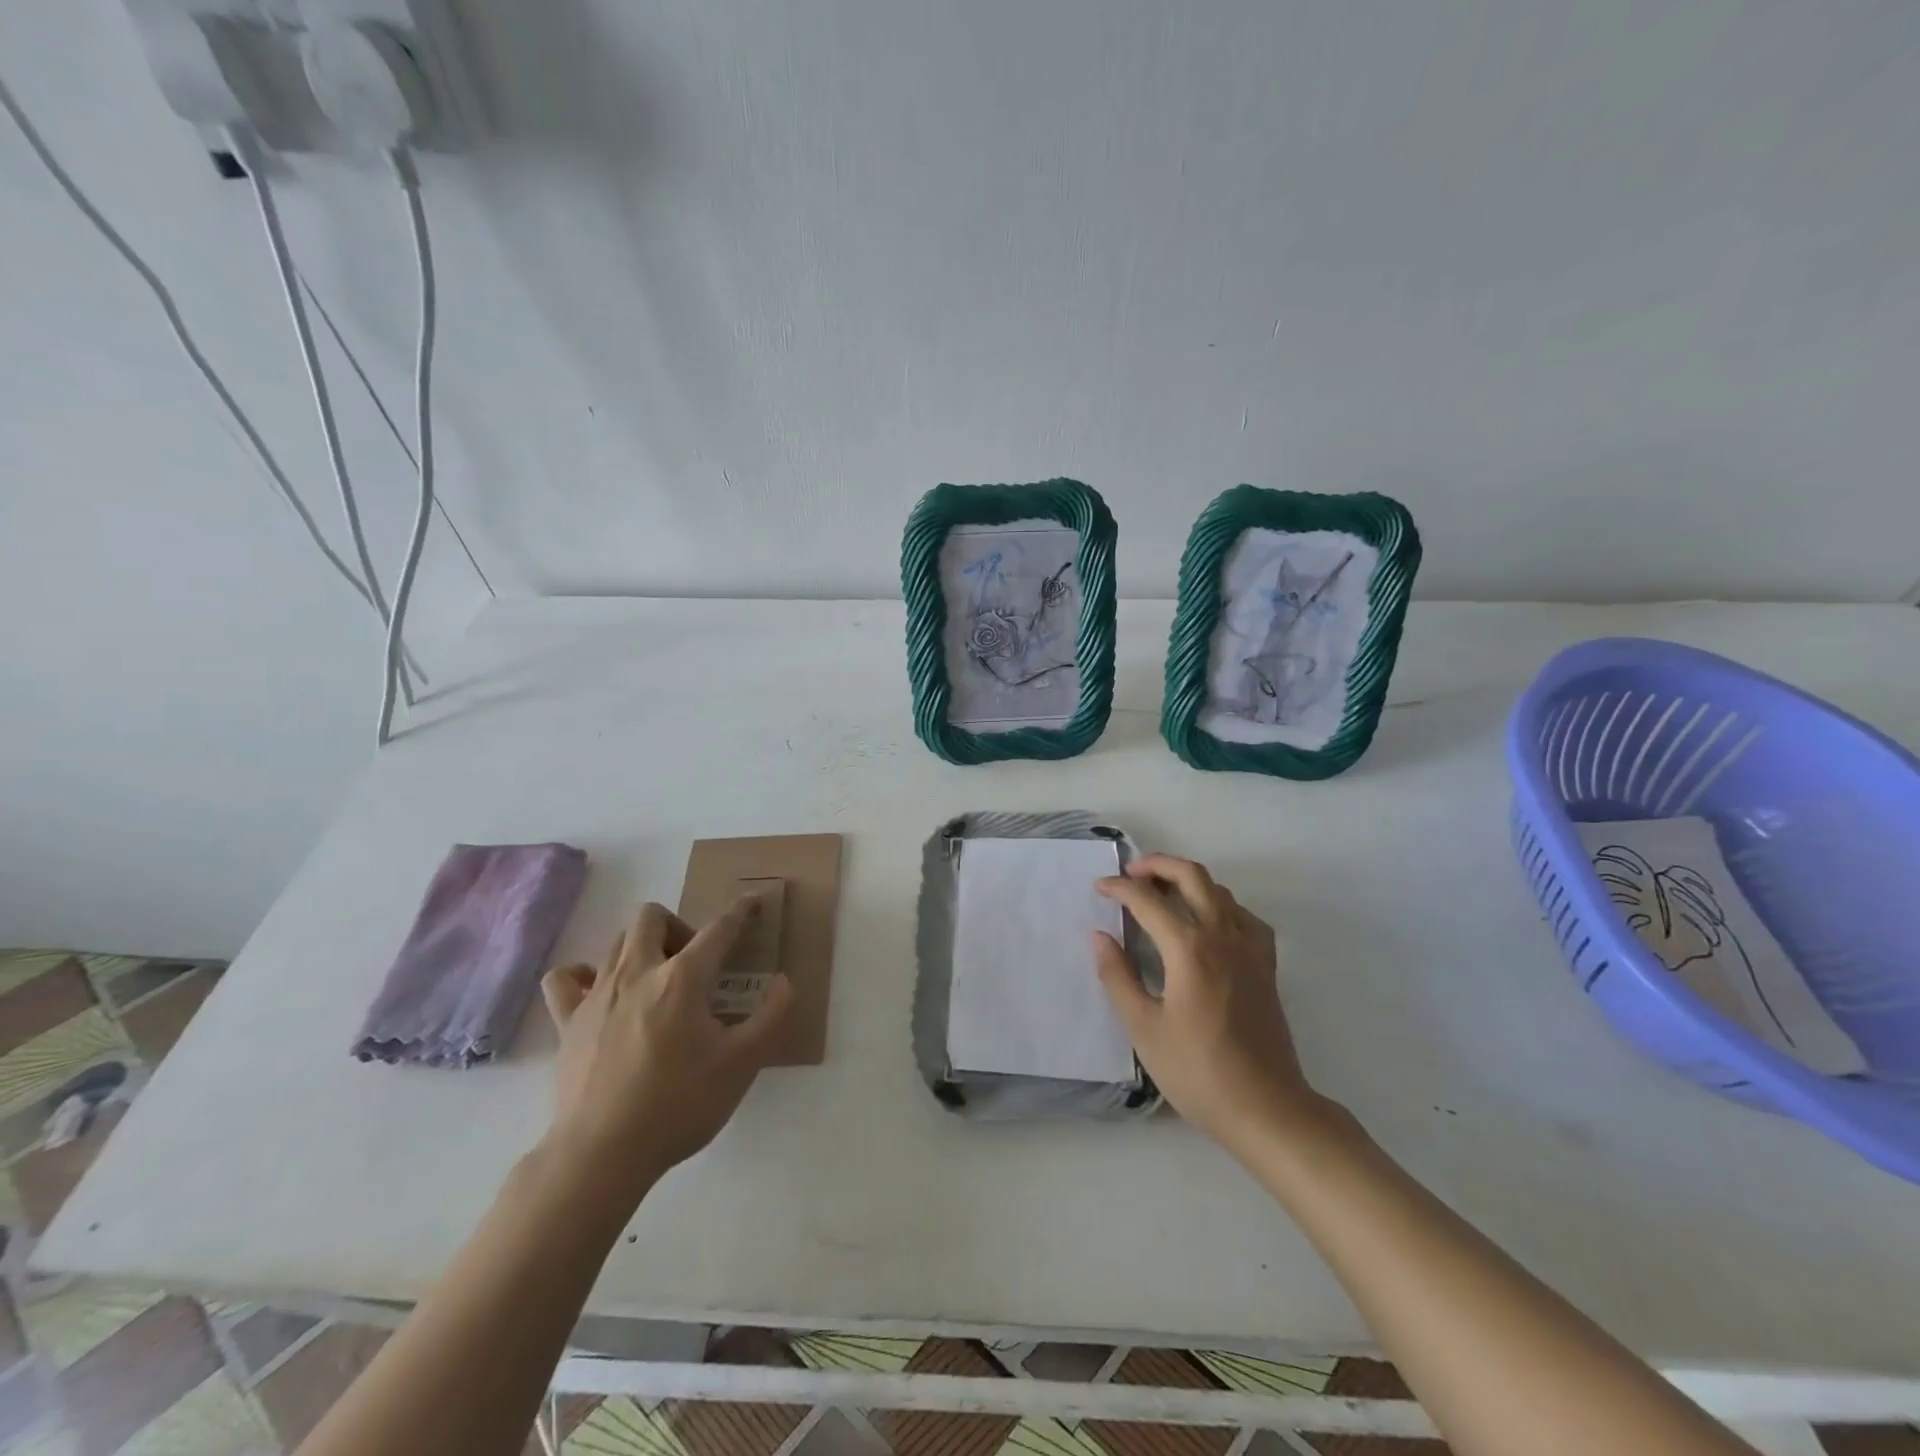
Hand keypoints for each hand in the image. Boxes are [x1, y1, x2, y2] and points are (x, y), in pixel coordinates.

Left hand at [539, 900, 792, 1195]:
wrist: (602, 1154)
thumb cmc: (679, 1104)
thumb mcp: (742, 1064)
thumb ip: (772, 1017)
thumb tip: (784, 982)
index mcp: (683, 978)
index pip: (718, 929)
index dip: (739, 911)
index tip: (752, 901)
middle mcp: (637, 972)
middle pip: (652, 916)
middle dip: (678, 926)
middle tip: (695, 964)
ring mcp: (596, 994)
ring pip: (616, 941)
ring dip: (642, 948)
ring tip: (658, 983)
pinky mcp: (566, 1022)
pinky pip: (566, 978)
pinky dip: (584, 975)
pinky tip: (602, 995)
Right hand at [1093, 854, 1326, 1150]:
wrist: (1266, 1107)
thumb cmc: (1198, 1071)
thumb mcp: (1144, 1028)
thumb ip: (1118, 976)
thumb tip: (1099, 936)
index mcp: (1189, 949)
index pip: (1148, 901)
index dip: (1119, 888)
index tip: (1099, 888)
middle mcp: (1222, 936)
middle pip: (1191, 876)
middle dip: (1157, 865)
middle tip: (1131, 873)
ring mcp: (1250, 948)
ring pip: (1220, 890)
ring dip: (1187, 880)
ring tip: (1161, 893)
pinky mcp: (1266, 965)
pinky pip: (1243, 916)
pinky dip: (1220, 904)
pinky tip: (1208, 922)